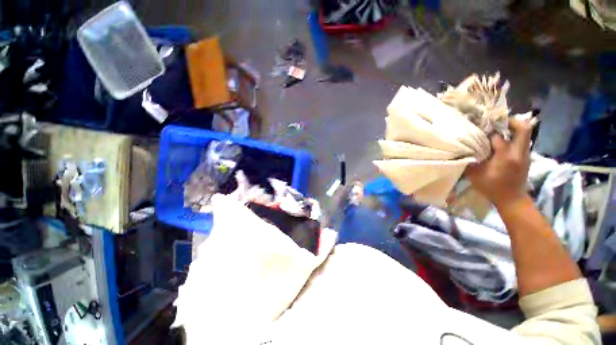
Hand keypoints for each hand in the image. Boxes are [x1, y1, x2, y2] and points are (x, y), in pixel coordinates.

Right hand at [465, 118, 532, 208]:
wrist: (512, 199)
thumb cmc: (491, 187)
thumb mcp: (475, 174)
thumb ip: (471, 159)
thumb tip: (466, 147)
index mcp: (506, 157)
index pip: (499, 137)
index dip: (488, 133)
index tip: (479, 131)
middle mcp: (519, 152)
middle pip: (523, 128)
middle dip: (510, 121)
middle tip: (496, 122)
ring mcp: (525, 154)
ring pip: (524, 133)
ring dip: (511, 129)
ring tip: (497, 131)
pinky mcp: (526, 157)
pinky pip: (522, 141)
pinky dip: (513, 137)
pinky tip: (501, 142)